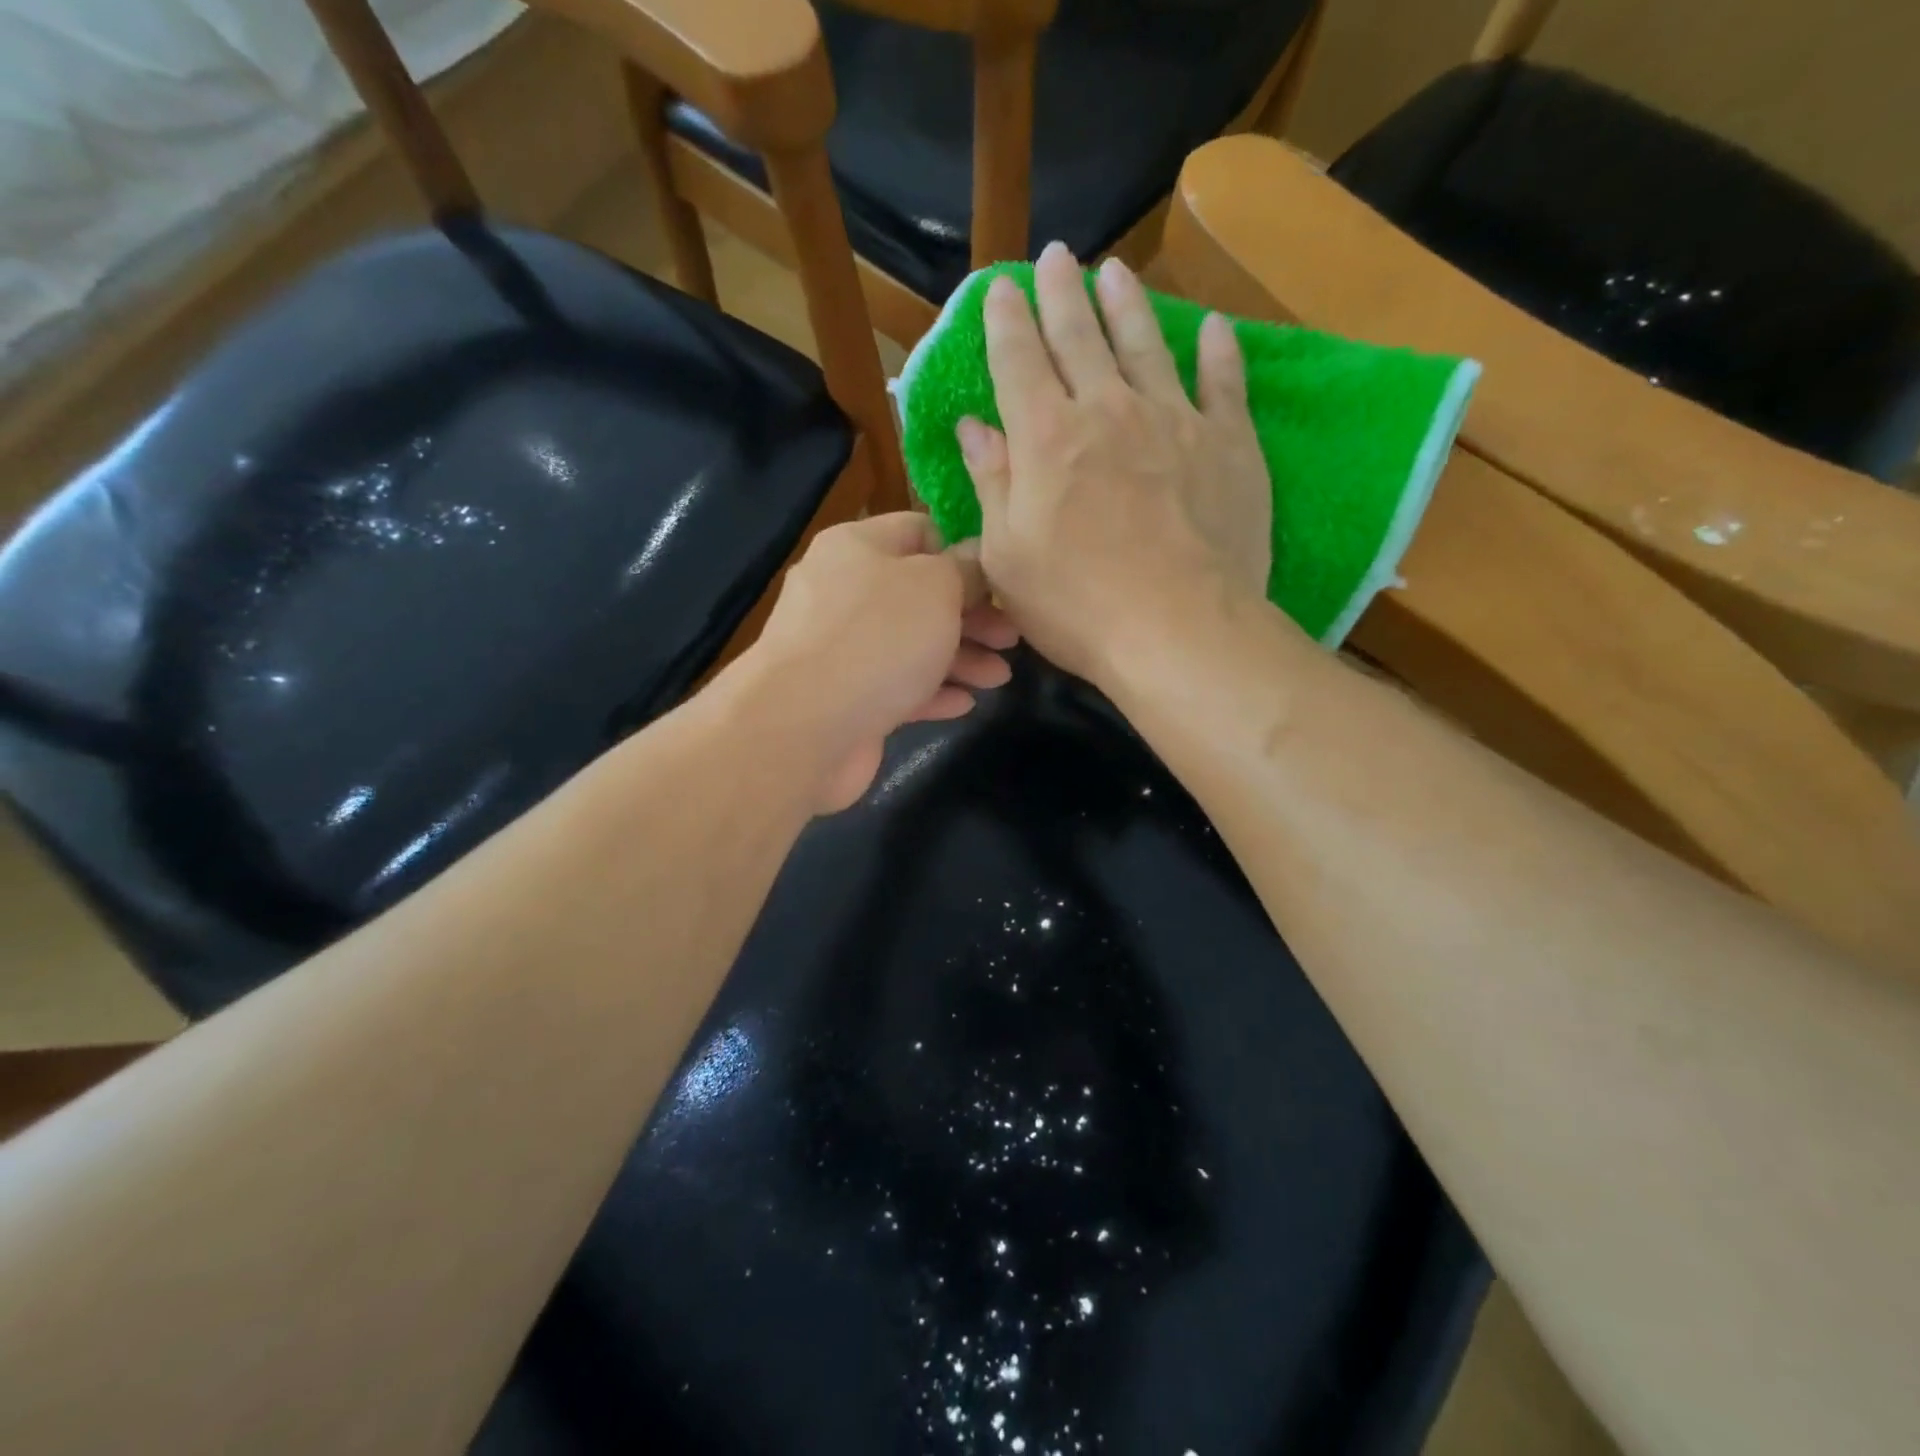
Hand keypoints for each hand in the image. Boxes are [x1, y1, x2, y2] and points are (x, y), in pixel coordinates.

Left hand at [742, 513, 1017, 813]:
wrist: (802, 727)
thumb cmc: (877, 638)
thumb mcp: (935, 587)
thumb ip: (964, 570)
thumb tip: (974, 559)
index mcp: (856, 547)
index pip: (918, 532)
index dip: (963, 552)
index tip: (1000, 583)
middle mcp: (843, 592)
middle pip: (919, 595)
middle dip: (970, 616)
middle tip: (1011, 638)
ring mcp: (840, 649)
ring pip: (911, 645)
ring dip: (959, 658)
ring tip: (1000, 678)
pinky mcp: (844, 698)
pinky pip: (895, 687)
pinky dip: (931, 692)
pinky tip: (964, 704)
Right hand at [957, 242, 1271, 686]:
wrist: (1179, 630)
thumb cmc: (1077, 605)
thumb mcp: (1007, 556)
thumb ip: (992, 483)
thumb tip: (974, 426)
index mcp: (1046, 438)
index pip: (1018, 361)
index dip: (1007, 320)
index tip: (1001, 287)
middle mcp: (1107, 411)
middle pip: (1080, 336)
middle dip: (1062, 293)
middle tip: (1056, 257)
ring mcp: (1174, 420)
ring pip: (1146, 344)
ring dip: (1127, 304)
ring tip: (1115, 271)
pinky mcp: (1229, 444)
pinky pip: (1224, 382)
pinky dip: (1218, 351)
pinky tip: (1212, 327)